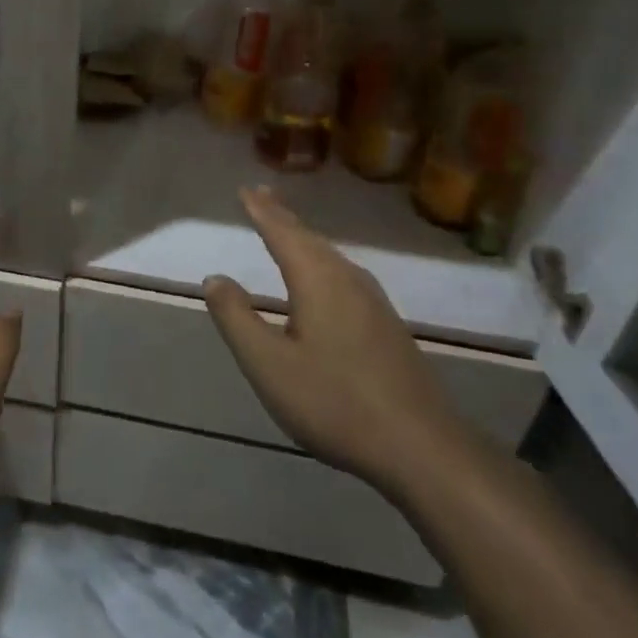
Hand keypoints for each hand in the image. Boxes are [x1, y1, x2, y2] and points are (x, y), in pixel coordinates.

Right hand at [203, 187, 475, 499]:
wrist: (422, 449)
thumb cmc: (335, 402)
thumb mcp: (268, 365)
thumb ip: (236, 318)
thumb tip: (215, 278)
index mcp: (318, 281)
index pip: (283, 233)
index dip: (262, 210)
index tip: (245, 189)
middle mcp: (348, 280)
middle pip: (310, 239)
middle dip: (284, 217)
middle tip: (263, 197)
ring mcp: (374, 303)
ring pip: (331, 257)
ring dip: (305, 239)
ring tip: (287, 230)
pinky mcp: (388, 327)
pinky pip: (345, 276)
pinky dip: (322, 262)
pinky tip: (325, 280)